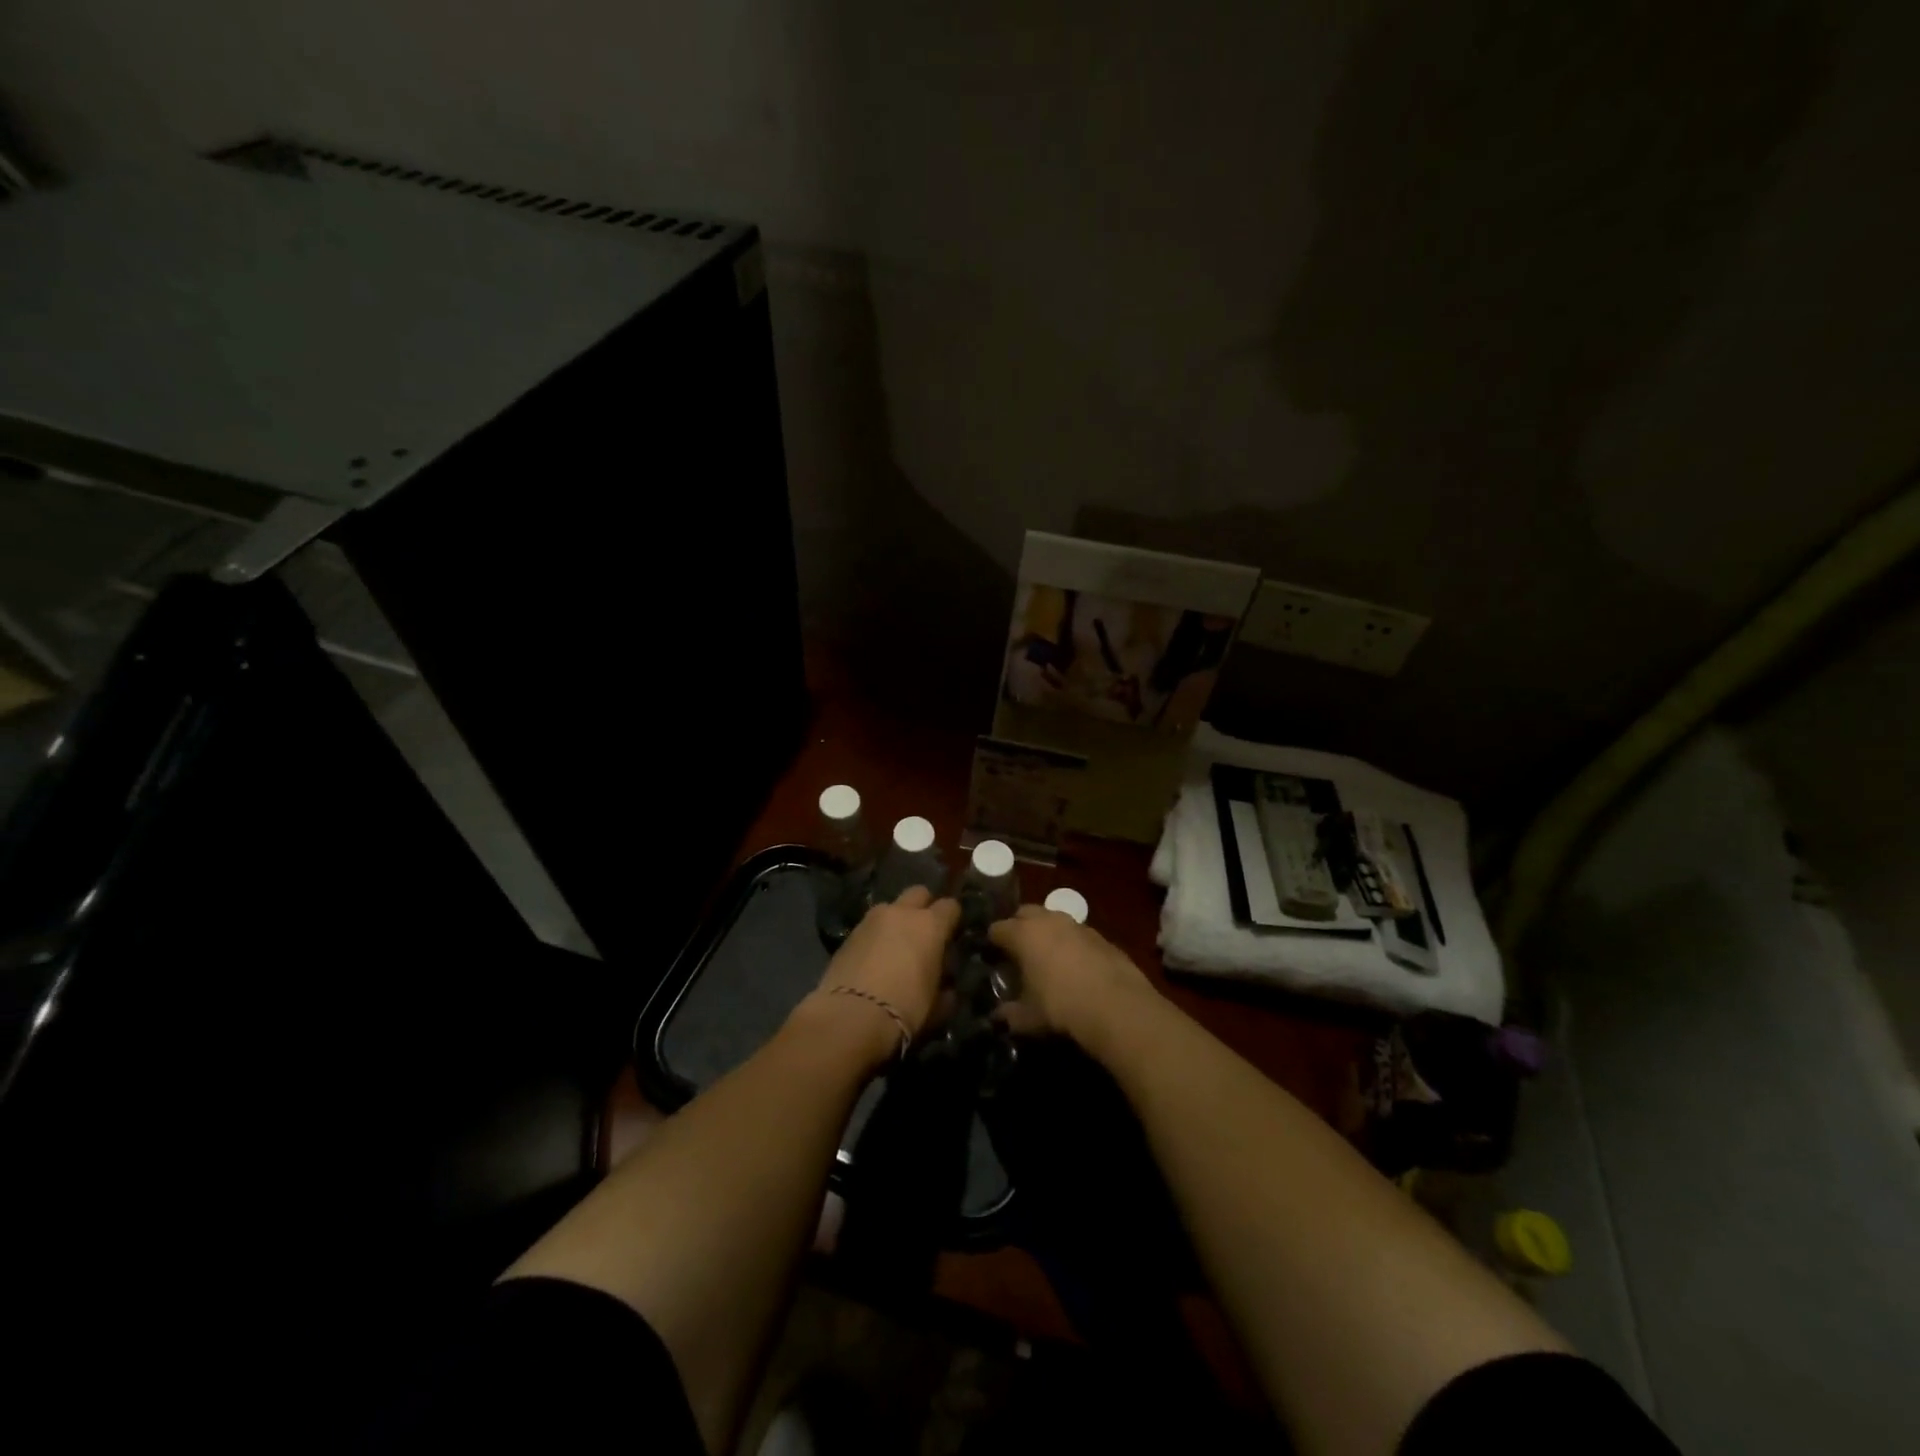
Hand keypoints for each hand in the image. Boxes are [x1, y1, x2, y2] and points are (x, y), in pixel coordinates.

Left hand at [806, 887, 958, 1057]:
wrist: (851, 1015)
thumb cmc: (905, 1008)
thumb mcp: (936, 1005)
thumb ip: (944, 989)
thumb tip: (946, 989)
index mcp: (930, 925)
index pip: (950, 906)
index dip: (952, 919)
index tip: (951, 935)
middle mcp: (902, 913)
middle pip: (919, 893)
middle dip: (923, 907)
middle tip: (923, 933)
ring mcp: (871, 919)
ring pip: (890, 907)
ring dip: (896, 920)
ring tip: (894, 947)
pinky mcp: (849, 933)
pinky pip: (869, 926)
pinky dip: (875, 936)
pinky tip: (873, 959)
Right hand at [988, 904, 1155, 1041]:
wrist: (1116, 1005)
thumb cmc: (1060, 1006)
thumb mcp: (1027, 1018)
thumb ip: (1008, 1014)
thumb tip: (998, 1016)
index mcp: (1023, 934)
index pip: (997, 929)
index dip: (991, 942)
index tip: (990, 955)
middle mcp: (1048, 920)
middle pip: (1025, 913)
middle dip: (1018, 926)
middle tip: (1016, 950)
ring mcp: (1076, 925)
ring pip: (1053, 920)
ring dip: (1046, 932)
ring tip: (1046, 957)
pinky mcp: (1100, 936)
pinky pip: (1076, 934)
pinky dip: (1070, 944)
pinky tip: (1074, 966)